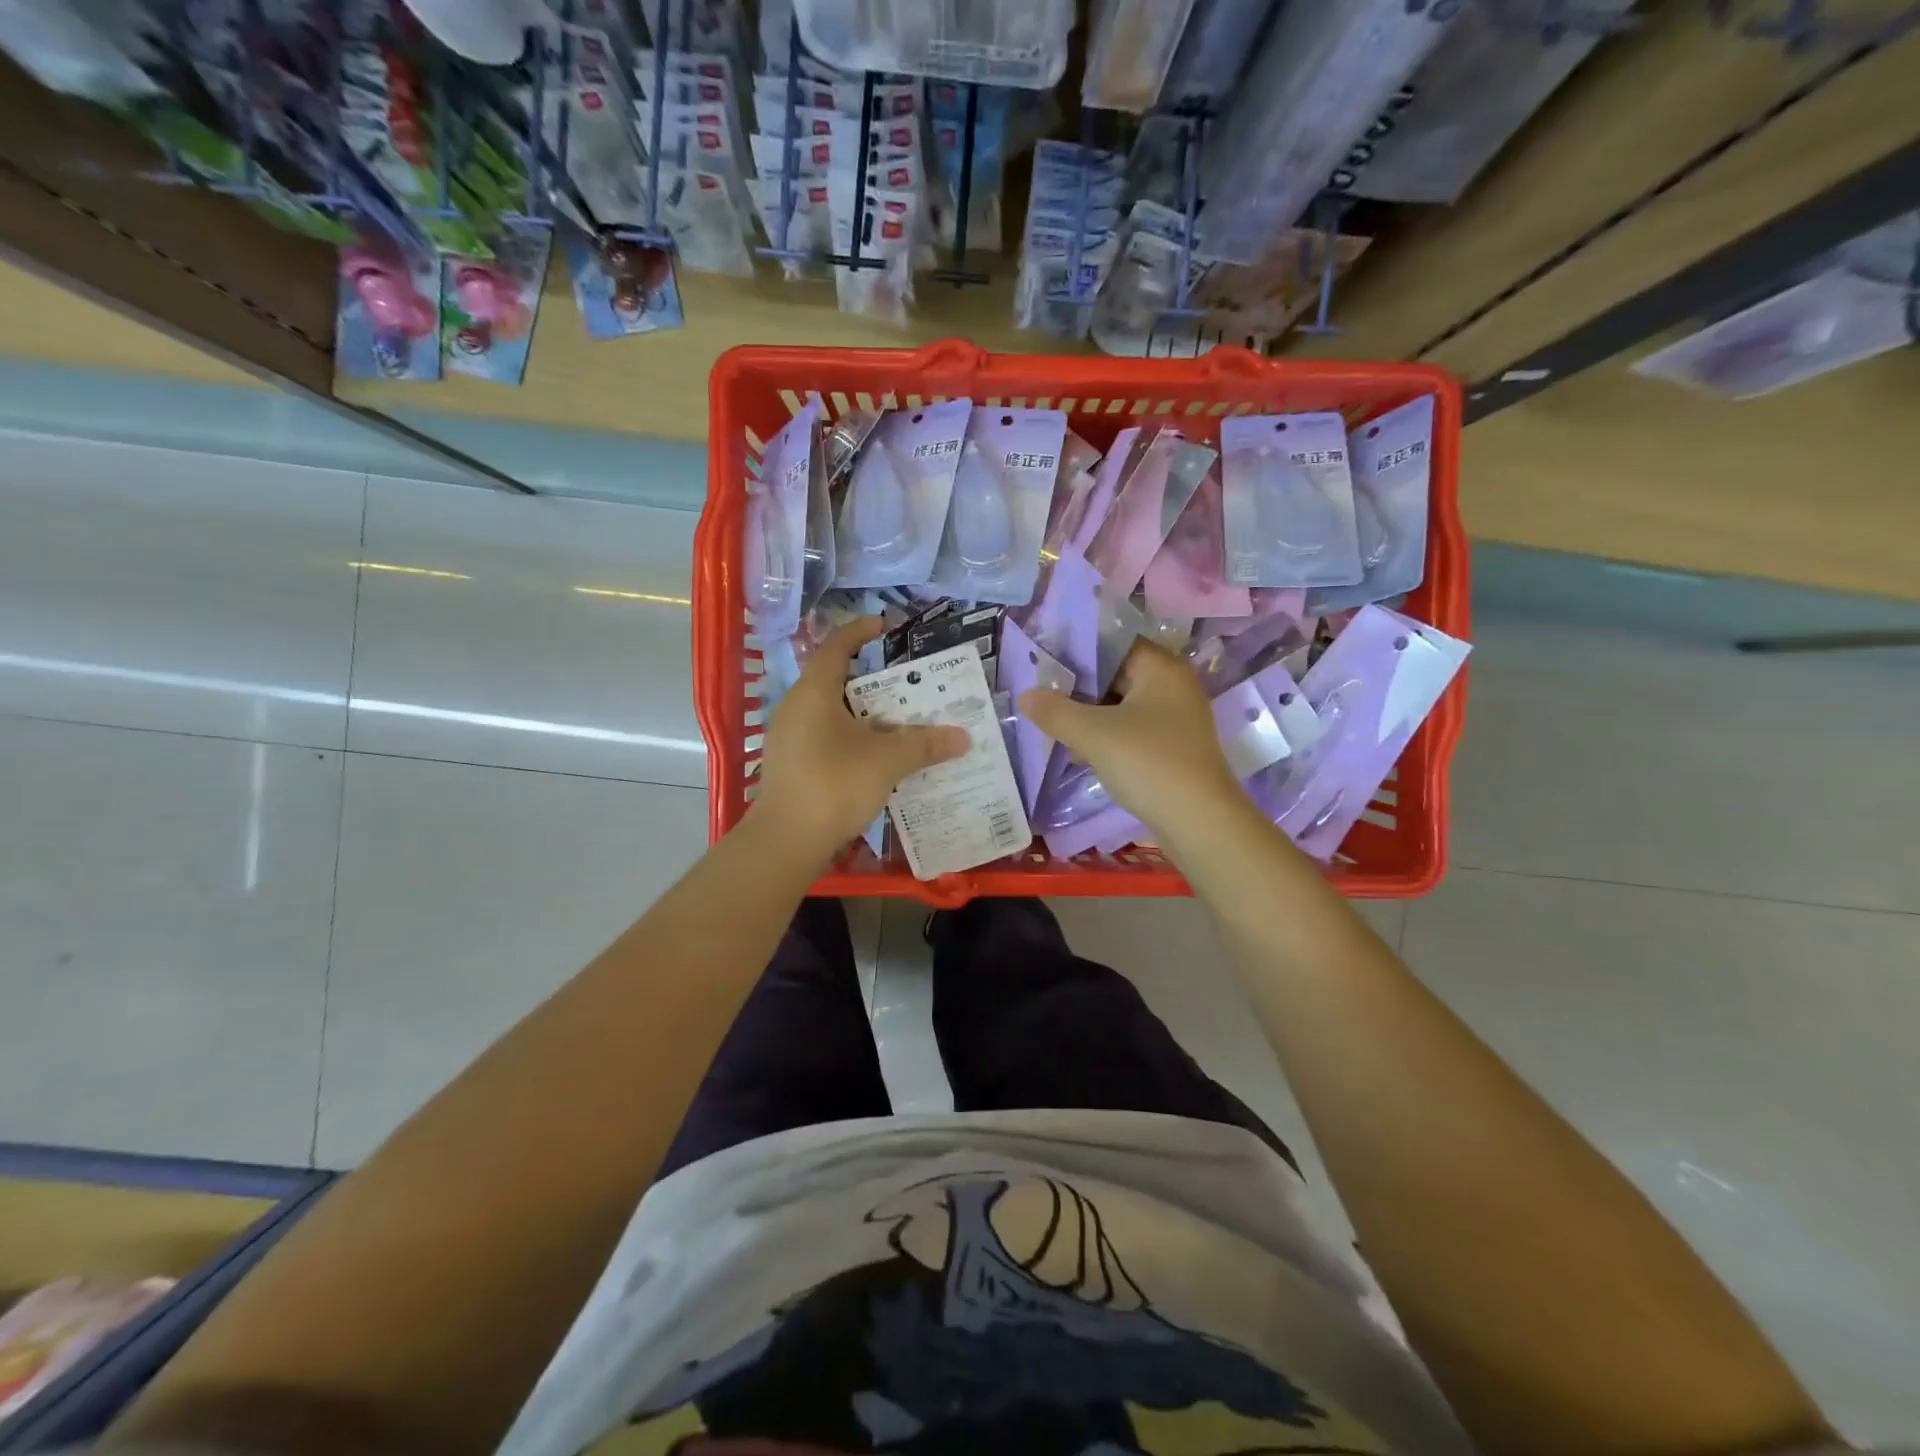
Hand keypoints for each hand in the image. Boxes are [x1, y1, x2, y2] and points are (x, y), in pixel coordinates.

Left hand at [750, 618, 968, 857]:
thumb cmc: (834, 784)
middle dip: (874, 681)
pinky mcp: (791, 764)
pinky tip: (877, 757)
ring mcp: (789, 737)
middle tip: (908, 685)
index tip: (886, 626)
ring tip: (900, 722)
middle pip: (837, 681)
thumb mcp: (887, 761)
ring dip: (865, 714)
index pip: (837, 646)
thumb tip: (963, 737)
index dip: (861, 631)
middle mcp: (796, 707)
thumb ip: (925, 744)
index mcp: (814, 692)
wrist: (786, 841)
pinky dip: (852, 737)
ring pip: (832, 713)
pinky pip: (826, 737)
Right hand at [1020, 640, 1246, 842]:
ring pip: (1121, 706)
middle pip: (1117, 674)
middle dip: (1078, 686)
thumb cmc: (1148, 763)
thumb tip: (1025, 695)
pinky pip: (1130, 731)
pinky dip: (1105, 736)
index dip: (1077, 650)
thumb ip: (1056, 711)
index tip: (1042, 662)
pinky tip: (1078, 751)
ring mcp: (1175, 720)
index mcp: (1161, 668)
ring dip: (1089, 715)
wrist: (1199, 822)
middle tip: (1040, 693)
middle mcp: (1173, 686)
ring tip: (1051, 722)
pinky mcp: (1171, 749)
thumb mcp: (1094, 734)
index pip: (1113, 643)